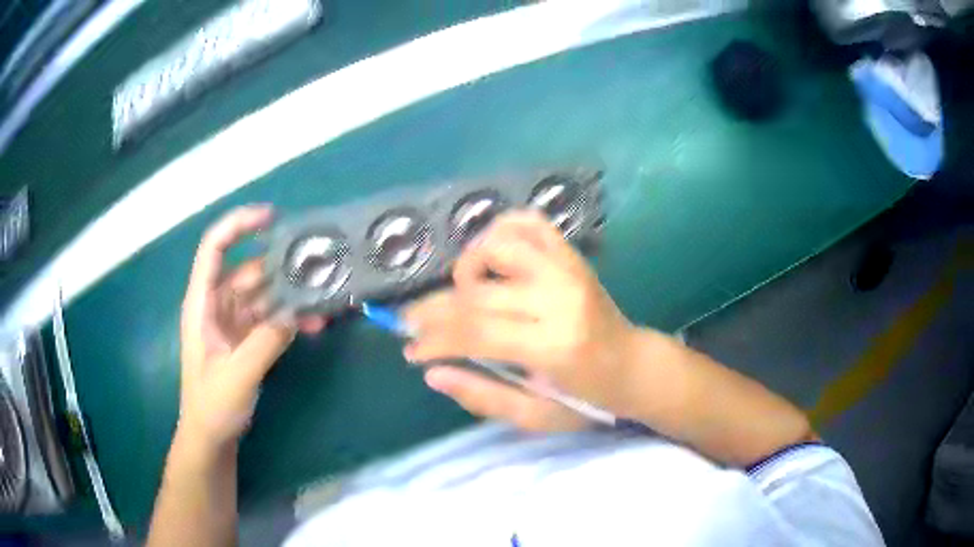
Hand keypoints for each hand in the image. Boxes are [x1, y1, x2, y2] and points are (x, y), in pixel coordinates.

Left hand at [179, 206, 324, 450]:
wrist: (212, 435)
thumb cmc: (212, 404)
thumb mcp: (237, 374)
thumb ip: (266, 341)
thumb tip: (298, 312)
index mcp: (202, 303)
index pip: (215, 248)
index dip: (238, 225)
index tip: (272, 218)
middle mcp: (217, 304)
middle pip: (247, 268)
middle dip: (279, 263)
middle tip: (316, 260)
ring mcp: (234, 321)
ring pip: (264, 293)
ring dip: (290, 293)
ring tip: (323, 292)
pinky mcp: (247, 337)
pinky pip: (272, 317)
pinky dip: (291, 317)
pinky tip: (315, 323)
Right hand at [403, 211, 637, 431]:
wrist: (633, 366)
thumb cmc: (587, 399)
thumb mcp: (535, 416)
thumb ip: (483, 396)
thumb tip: (432, 373)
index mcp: (554, 345)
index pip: (476, 333)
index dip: (434, 340)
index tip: (411, 351)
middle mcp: (559, 298)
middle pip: (476, 292)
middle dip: (433, 310)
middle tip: (410, 323)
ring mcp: (567, 269)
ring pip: (498, 244)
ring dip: (467, 266)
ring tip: (459, 292)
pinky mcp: (572, 256)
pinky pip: (530, 223)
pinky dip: (501, 231)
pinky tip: (490, 257)